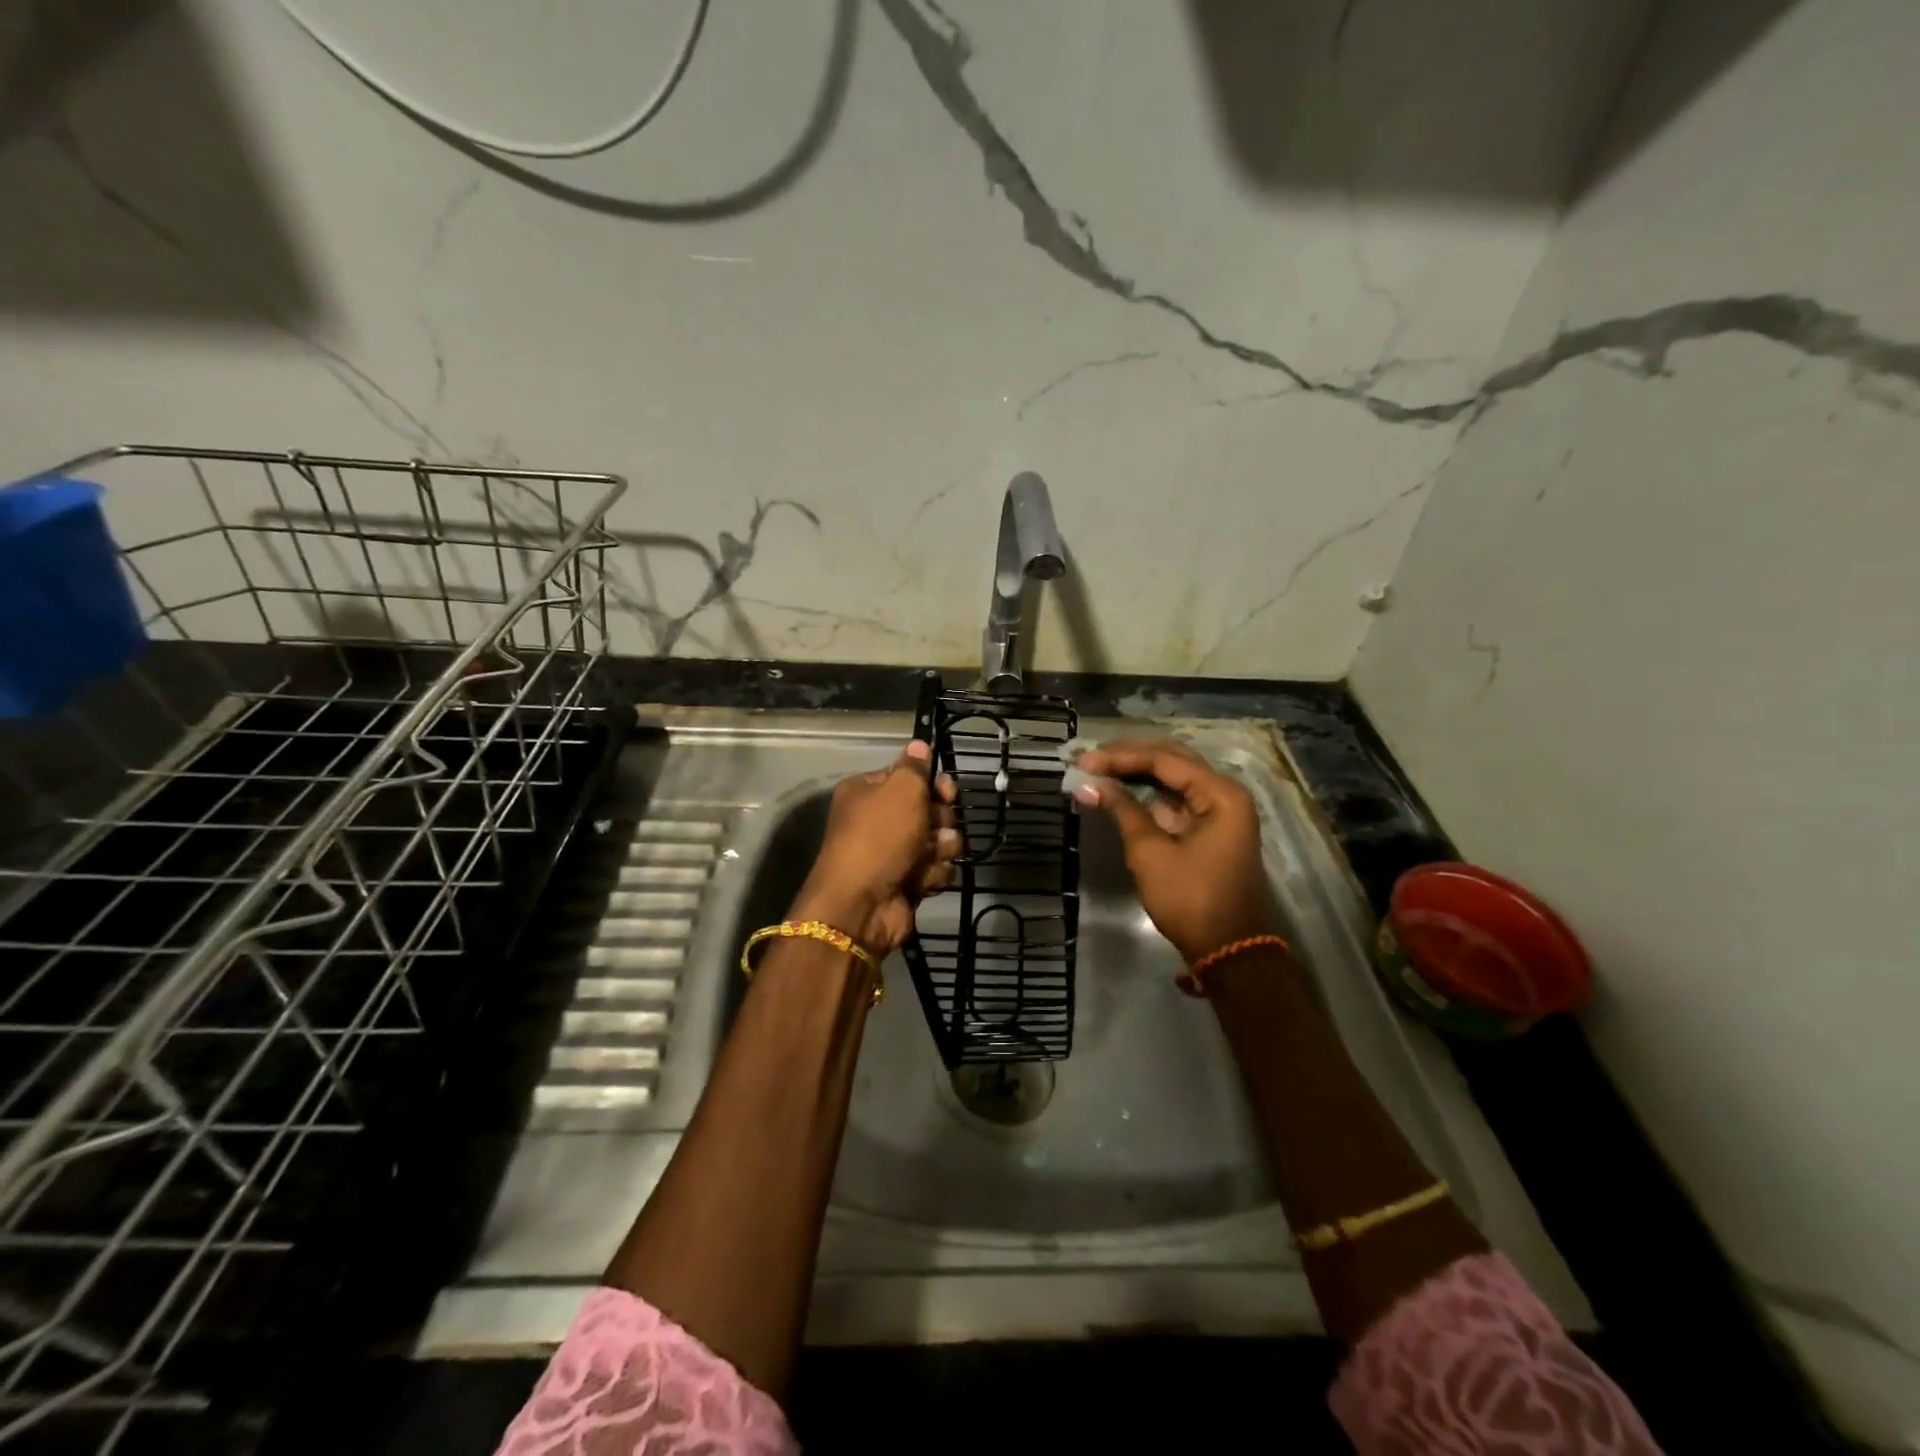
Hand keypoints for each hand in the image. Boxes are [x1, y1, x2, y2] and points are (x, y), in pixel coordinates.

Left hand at [790, 740, 959, 955]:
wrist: (862, 905)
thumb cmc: (879, 837)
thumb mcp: (900, 790)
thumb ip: (915, 766)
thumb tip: (919, 743)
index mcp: (869, 791)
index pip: (910, 777)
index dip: (932, 783)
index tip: (946, 790)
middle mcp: (880, 820)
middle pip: (930, 809)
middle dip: (940, 818)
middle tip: (934, 827)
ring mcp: (894, 853)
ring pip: (939, 840)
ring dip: (940, 847)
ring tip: (928, 857)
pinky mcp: (907, 881)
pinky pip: (936, 869)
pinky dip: (933, 874)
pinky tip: (922, 881)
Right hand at [1074, 739, 1277, 963]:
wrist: (1228, 950)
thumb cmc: (1190, 899)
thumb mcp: (1151, 853)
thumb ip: (1122, 811)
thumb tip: (1089, 784)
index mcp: (1220, 794)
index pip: (1164, 760)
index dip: (1121, 757)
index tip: (1084, 760)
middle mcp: (1225, 794)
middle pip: (1172, 761)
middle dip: (1129, 758)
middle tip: (1090, 758)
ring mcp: (1219, 812)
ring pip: (1174, 780)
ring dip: (1137, 775)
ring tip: (1098, 771)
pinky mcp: (1209, 830)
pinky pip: (1176, 801)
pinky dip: (1147, 796)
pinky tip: (1119, 793)